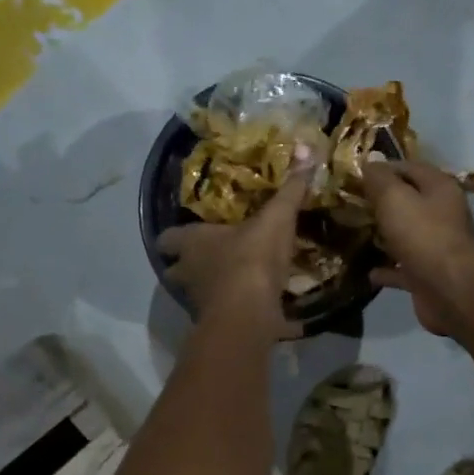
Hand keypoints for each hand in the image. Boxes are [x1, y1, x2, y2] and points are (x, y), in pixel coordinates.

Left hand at [158, 161, 313, 337]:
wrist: (249, 315)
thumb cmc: (252, 259)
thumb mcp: (276, 219)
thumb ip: (290, 189)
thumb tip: (307, 149)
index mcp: (192, 243)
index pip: (166, 238)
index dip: (175, 236)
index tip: (188, 232)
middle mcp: (188, 272)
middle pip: (175, 270)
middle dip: (190, 265)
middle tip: (213, 258)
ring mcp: (199, 302)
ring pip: (197, 293)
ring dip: (212, 288)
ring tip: (236, 281)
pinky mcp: (218, 325)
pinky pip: (223, 316)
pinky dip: (237, 312)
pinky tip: (259, 309)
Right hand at [360, 160, 473, 335]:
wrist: (448, 290)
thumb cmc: (422, 235)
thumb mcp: (394, 198)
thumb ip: (380, 179)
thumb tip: (371, 162)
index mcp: (440, 188)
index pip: (410, 167)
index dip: (383, 168)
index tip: (356, 175)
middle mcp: (443, 214)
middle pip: (409, 201)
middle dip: (382, 202)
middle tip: (352, 204)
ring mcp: (437, 246)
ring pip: (407, 235)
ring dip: (385, 235)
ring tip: (357, 233)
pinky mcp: (429, 275)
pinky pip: (403, 268)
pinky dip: (387, 269)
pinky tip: (368, 272)